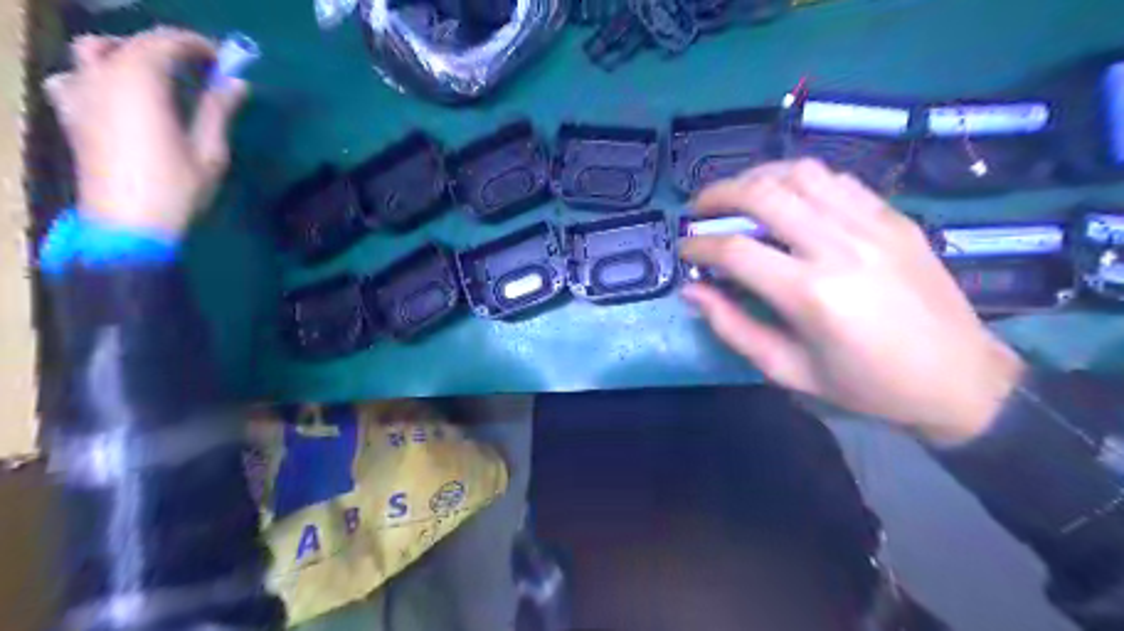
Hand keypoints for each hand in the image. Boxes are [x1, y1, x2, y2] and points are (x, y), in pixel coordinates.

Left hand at [46, 27, 249, 237]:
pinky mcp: (71, 114)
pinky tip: (113, 93)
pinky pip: (71, 77)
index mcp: (141, 84)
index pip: (165, 42)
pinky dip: (93, 74)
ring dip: (126, 52)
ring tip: (155, 73)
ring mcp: (81, 94)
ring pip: (93, 50)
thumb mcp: (209, 152)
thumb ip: (219, 111)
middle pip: (132, 43)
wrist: (128, 222)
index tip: (224, 59)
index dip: (197, 44)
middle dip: (168, 48)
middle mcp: (104, 78)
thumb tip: (238, 83)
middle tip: (199, 68)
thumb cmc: (176, 187)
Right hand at [679, 159, 1024, 443]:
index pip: (735, 250)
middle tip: (699, 209)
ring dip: (757, 177)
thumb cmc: (865, 385)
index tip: (683, 250)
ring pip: (800, 173)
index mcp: (811, 295)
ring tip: (739, 196)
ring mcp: (872, 225)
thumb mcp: (789, 370)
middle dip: (718, 195)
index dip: (698, 246)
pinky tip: (787, 197)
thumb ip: (733, 327)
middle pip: (764, 195)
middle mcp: (839, 247)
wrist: (959, 378)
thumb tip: (692, 290)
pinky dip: (800, 180)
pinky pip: (837, 180)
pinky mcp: (893, 217)